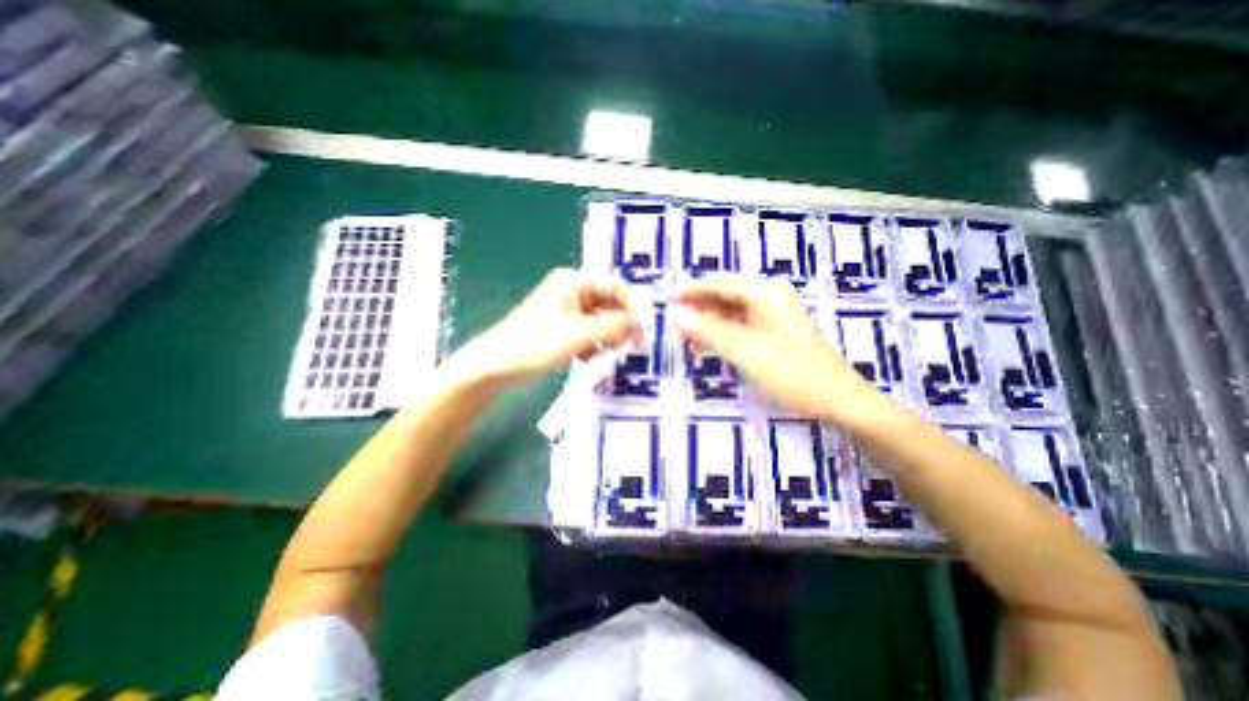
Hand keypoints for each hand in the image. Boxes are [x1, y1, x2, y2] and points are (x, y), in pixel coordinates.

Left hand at [447, 269, 638, 389]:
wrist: (496, 366)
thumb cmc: (536, 343)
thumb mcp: (579, 334)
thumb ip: (613, 326)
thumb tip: (641, 320)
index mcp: (574, 282)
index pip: (614, 286)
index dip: (633, 305)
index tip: (647, 325)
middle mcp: (572, 292)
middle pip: (608, 305)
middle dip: (621, 325)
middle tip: (635, 345)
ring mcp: (567, 312)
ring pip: (600, 322)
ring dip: (608, 338)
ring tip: (612, 356)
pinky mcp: (563, 330)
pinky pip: (588, 334)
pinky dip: (594, 346)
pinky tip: (593, 361)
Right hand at [673, 278, 887, 423]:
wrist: (838, 400)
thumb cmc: (791, 372)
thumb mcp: (745, 351)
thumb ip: (710, 332)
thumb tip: (680, 317)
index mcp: (765, 293)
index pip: (721, 284)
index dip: (693, 290)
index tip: (670, 299)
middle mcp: (770, 298)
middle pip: (726, 296)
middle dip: (700, 308)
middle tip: (676, 322)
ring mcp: (774, 316)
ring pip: (733, 312)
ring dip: (710, 323)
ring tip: (689, 339)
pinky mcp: (775, 333)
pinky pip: (742, 326)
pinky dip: (724, 334)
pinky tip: (711, 345)